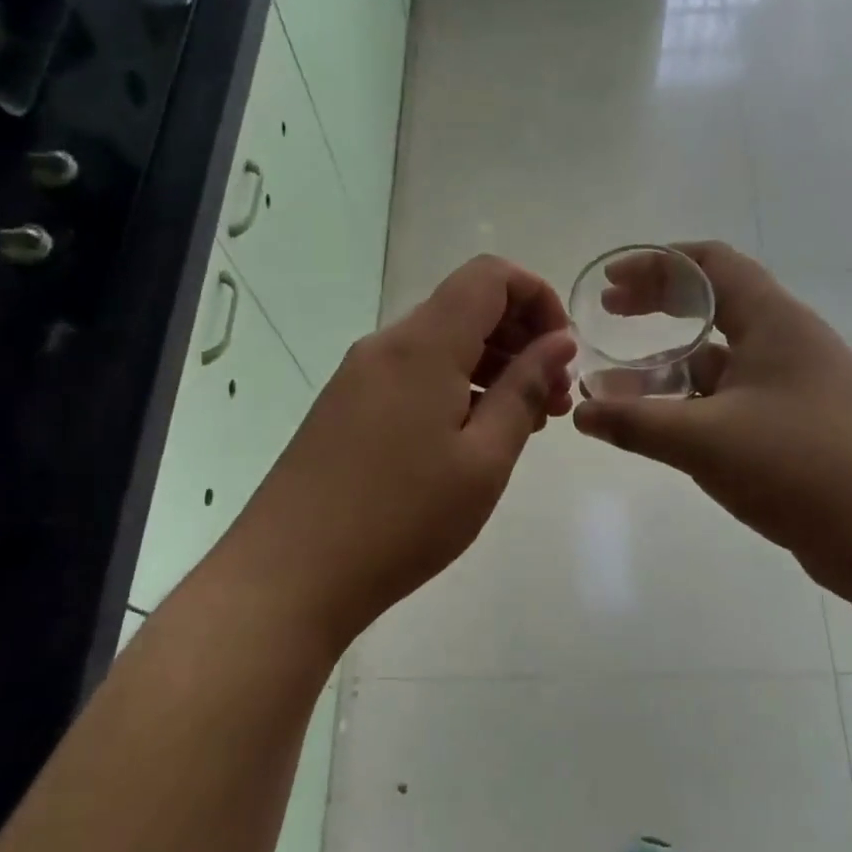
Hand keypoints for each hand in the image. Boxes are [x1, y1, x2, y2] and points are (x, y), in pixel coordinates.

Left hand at [217, 255, 574, 649]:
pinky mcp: (346, 405)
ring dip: (491, 366)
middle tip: (554, 399)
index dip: (537, 296)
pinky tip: (473, 438)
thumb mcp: (484, 459)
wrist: (288, 575)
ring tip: (523, 424)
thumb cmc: (401, 518)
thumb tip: (558, 342)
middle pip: (466, 306)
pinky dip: (455, 386)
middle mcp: (387, 344)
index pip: (490, 276)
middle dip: (521, 338)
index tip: (562, 351)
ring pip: (441, 343)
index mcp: (423, 345)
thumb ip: (524, 390)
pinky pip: (414, 373)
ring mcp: (360, 375)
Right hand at [572, 242, 851, 589]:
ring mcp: (795, 385)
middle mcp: (788, 342)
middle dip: (657, 305)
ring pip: (721, 357)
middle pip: (714, 303)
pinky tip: (660, 425)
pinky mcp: (797, 425)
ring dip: (669, 362)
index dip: (656, 263)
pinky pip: (733, 397)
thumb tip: (580, 412)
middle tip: (609, 313)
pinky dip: (692, 401)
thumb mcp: (705, 440)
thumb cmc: (800, 466)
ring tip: (616, 380)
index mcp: (774, 321)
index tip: (611, 281)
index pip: (711, 264)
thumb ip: (636, 423)